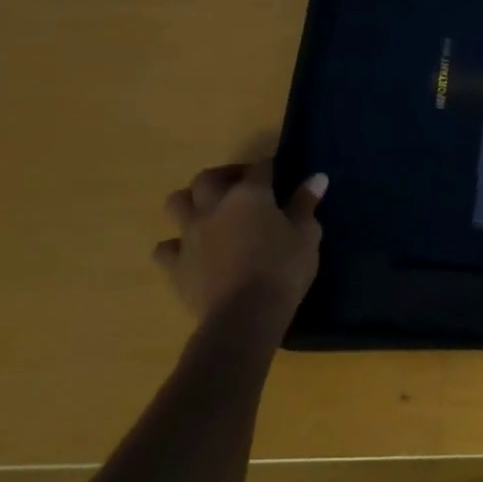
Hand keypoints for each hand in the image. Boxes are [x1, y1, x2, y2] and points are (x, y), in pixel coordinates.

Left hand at [153, 160, 326, 335]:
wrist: (245, 314)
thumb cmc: (283, 268)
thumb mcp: (307, 234)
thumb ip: (306, 204)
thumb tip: (316, 177)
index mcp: (249, 195)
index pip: (259, 168)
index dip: (270, 167)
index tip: (280, 172)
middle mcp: (214, 206)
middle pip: (208, 177)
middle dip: (224, 176)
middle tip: (241, 186)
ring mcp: (190, 235)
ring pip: (177, 203)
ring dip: (192, 201)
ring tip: (210, 211)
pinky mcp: (175, 265)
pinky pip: (166, 247)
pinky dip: (176, 245)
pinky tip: (191, 251)